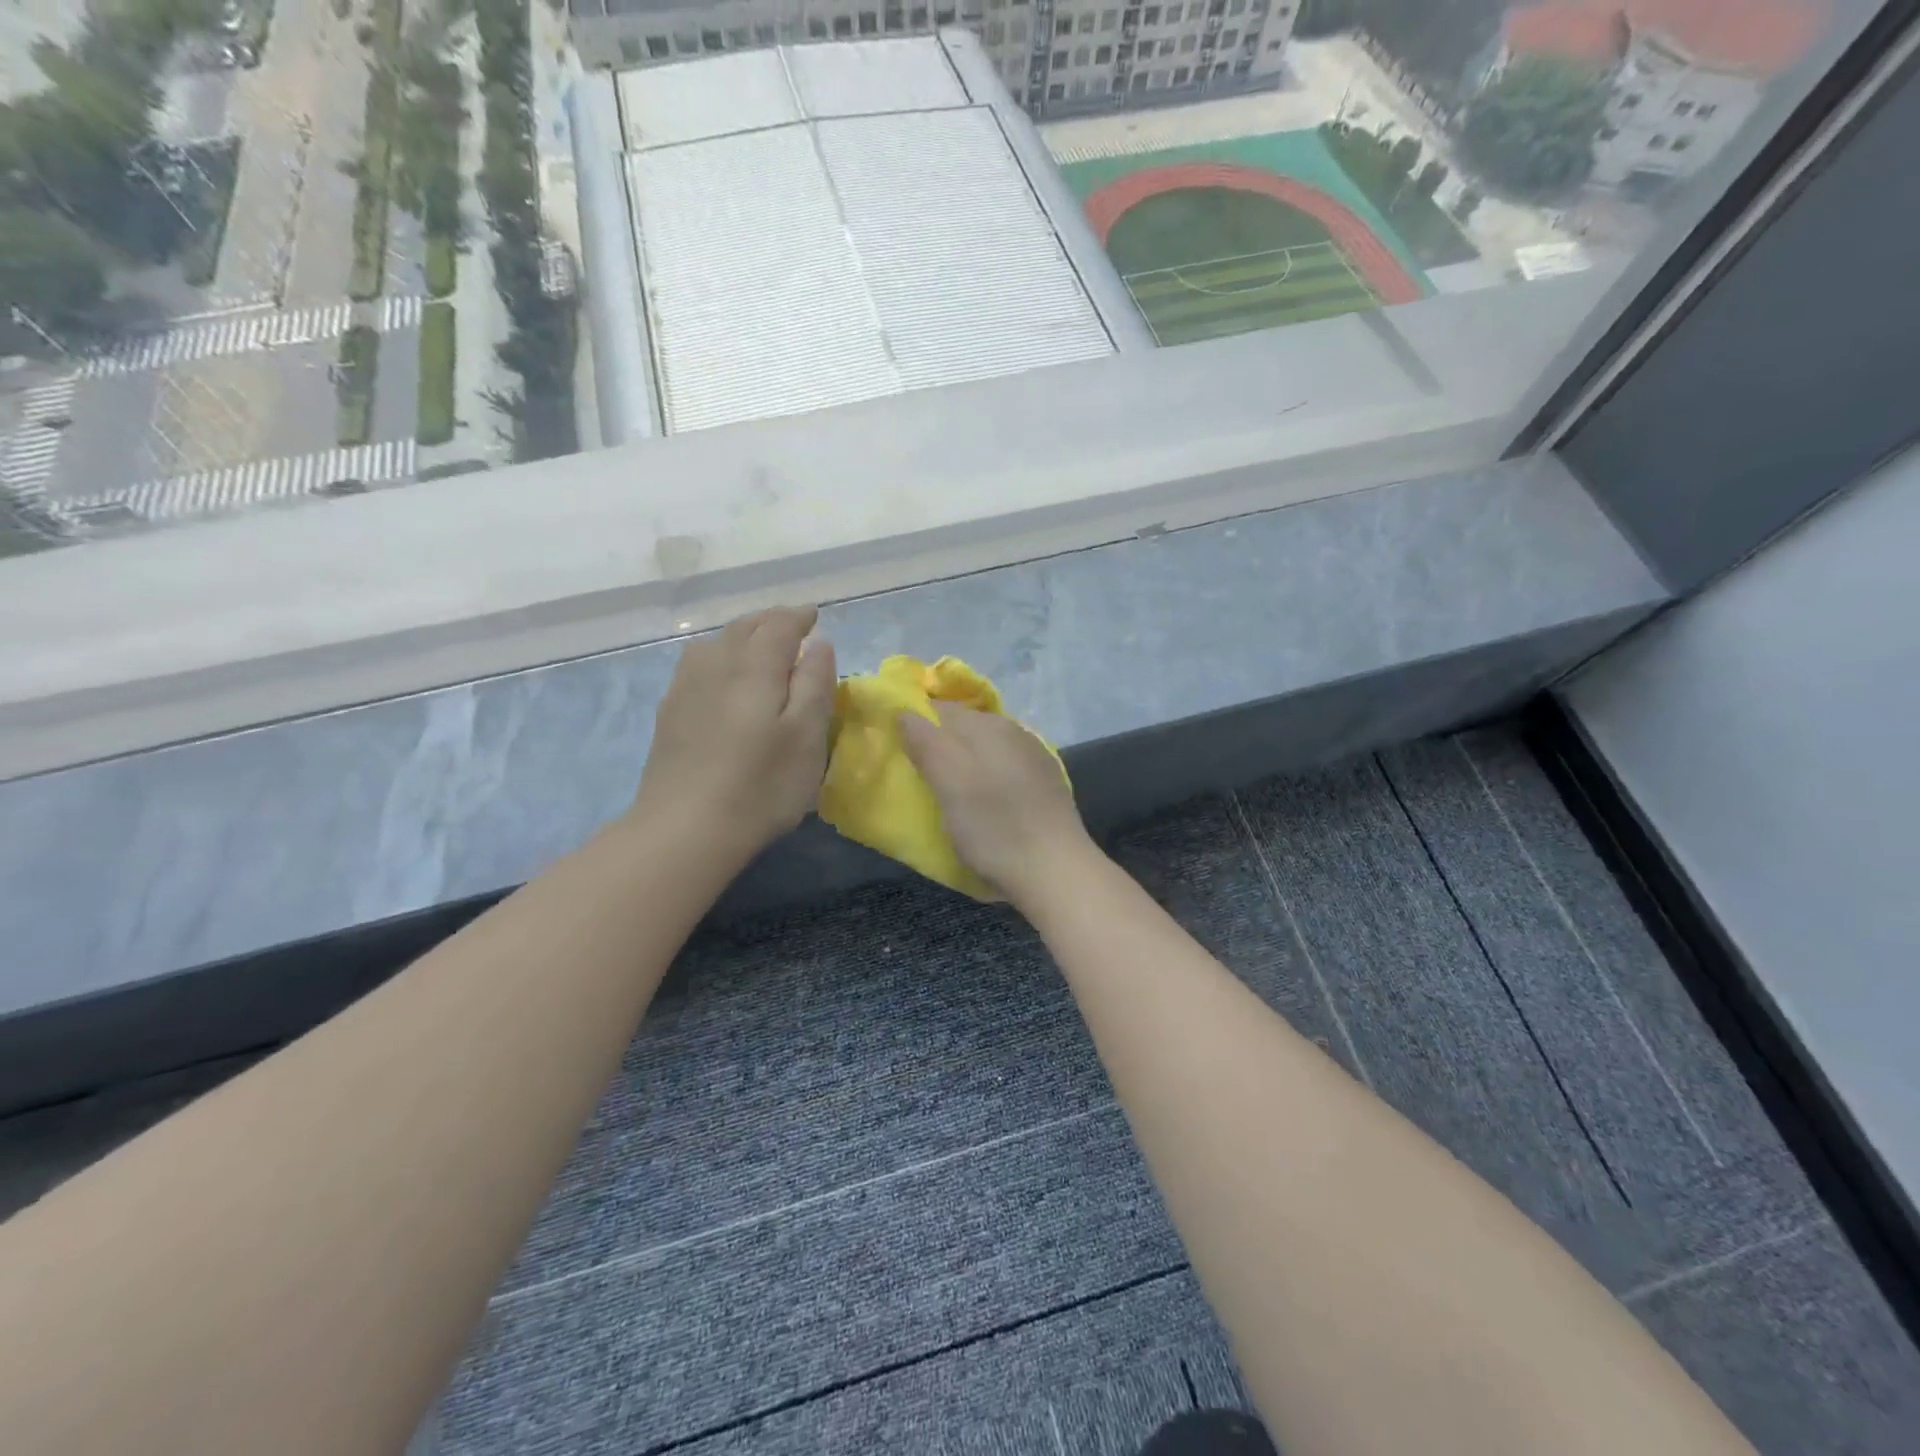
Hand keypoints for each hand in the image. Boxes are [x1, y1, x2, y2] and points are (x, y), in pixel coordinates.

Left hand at [633, 607, 836, 859]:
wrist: (685, 828)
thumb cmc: (761, 785)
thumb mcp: (806, 736)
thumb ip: (815, 683)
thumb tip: (818, 644)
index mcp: (754, 666)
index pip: (778, 624)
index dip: (799, 616)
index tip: (814, 616)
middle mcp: (716, 664)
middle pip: (744, 627)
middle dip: (770, 621)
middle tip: (792, 627)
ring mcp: (686, 687)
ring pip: (715, 643)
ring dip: (742, 636)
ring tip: (759, 648)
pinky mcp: (669, 713)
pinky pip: (696, 665)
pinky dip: (718, 657)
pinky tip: (722, 678)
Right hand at [898, 705, 1095, 906]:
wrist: (1055, 870)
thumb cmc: (992, 826)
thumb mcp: (948, 782)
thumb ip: (925, 742)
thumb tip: (904, 712)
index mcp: (988, 725)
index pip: (940, 709)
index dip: (915, 724)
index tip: (897, 751)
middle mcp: (1014, 731)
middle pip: (964, 728)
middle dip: (939, 744)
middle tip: (917, 775)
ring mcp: (1034, 757)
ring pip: (985, 749)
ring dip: (964, 763)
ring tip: (946, 792)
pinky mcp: (1045, 785)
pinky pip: (1003, 769)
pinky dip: (986, 779)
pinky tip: (983, 803)